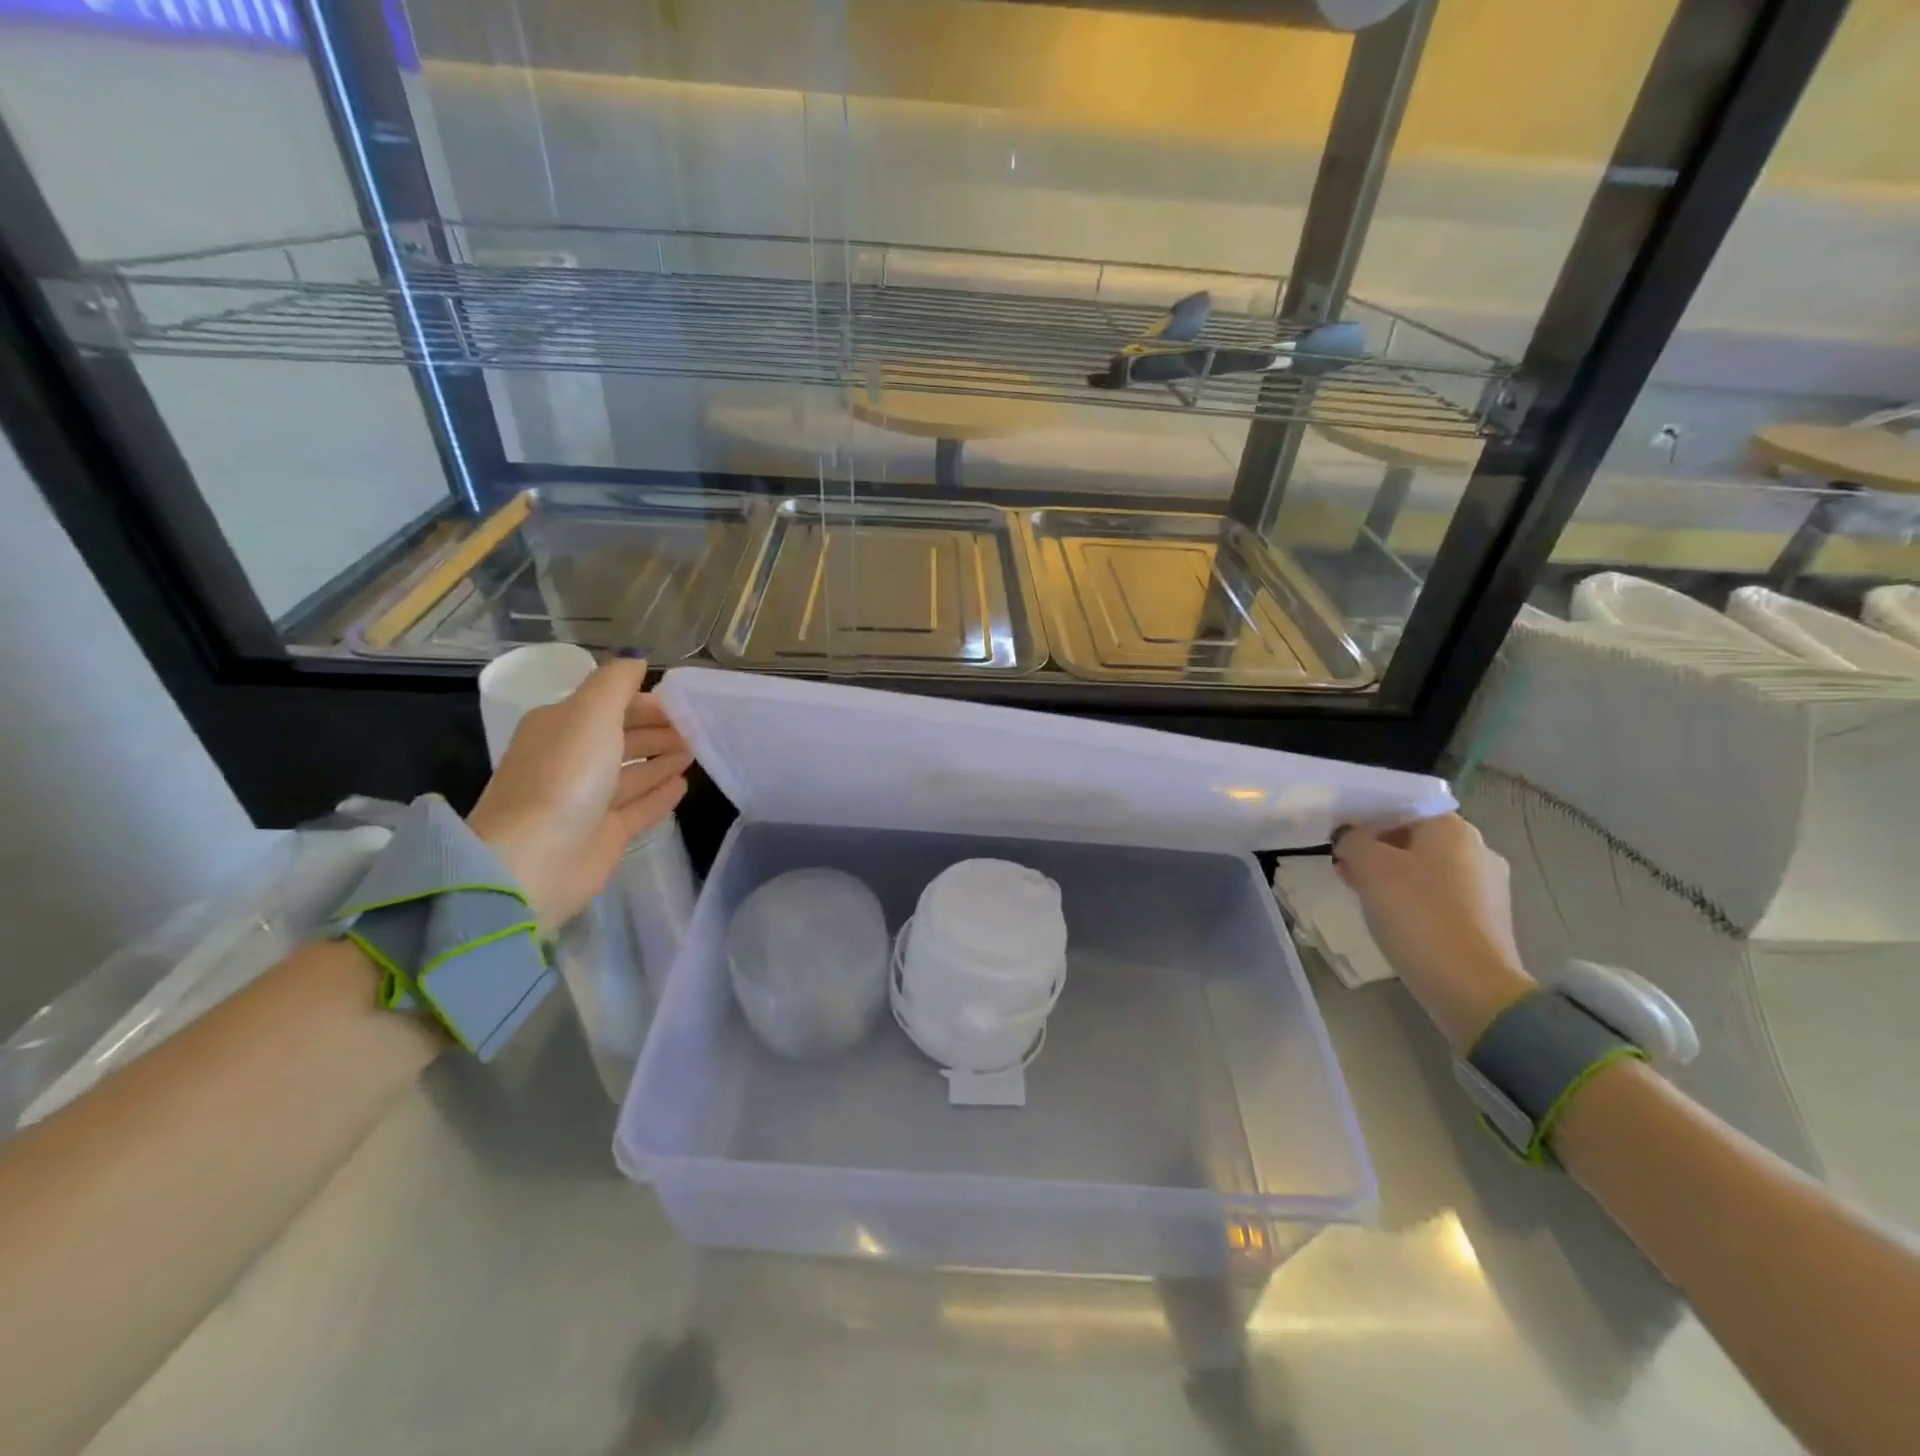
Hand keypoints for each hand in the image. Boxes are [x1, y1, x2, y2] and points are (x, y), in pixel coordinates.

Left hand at [466, 657, 691, 930]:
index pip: (609, 705)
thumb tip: (636, 656)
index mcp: (560, 727)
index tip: (684, 704)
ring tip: (695, 752)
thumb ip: (616, 683)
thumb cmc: (564, 776)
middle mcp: (571, 761)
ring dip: (662, 759)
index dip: (645, 702)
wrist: (534, 860)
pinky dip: (660, 794)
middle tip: (697, 728)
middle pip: (621, 738)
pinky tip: (683, 785)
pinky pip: (639, 807)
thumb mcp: (590, 714)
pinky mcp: (604, 835)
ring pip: (632, 773)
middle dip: (657, 730)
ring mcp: (587, 800)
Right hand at [1331, 814, 1535, 1052]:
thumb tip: (1348, 836)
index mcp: (1453, 828)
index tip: (1340, 842)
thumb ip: (1353, 841)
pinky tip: (1393, 918)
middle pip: (1414, 838)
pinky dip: (1413, 900)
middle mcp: (1478, 849)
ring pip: (1426, 868)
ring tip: (1362, 895)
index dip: (1366, 820)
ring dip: (1392, 876)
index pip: (1401, 808)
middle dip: (1377, 851)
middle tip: (1345, 869)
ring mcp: (1488, 887)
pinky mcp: (1487, 920)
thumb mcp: (1370, 867)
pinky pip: (1440, 897)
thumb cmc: (1417, 914)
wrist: (1470, 987)